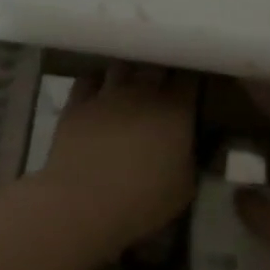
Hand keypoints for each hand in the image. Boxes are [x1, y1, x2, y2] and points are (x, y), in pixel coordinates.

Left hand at [22, 63, 196, 260]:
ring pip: (122, 65)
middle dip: (162, 71)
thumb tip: (189, 142)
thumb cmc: (142, 201)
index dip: (191, 79)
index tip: (192, 88)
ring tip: (130, 85)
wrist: (83, 204)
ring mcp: (107, 93)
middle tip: (163, 86)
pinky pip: (88, 78)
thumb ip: (191, 156)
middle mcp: (143, 92)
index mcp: (176, 110)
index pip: (190, 77)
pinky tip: (99, 93)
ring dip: (129, 72)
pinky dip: (97, 81)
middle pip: (156, 64)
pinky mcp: (78, 102)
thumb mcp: (185, 187)